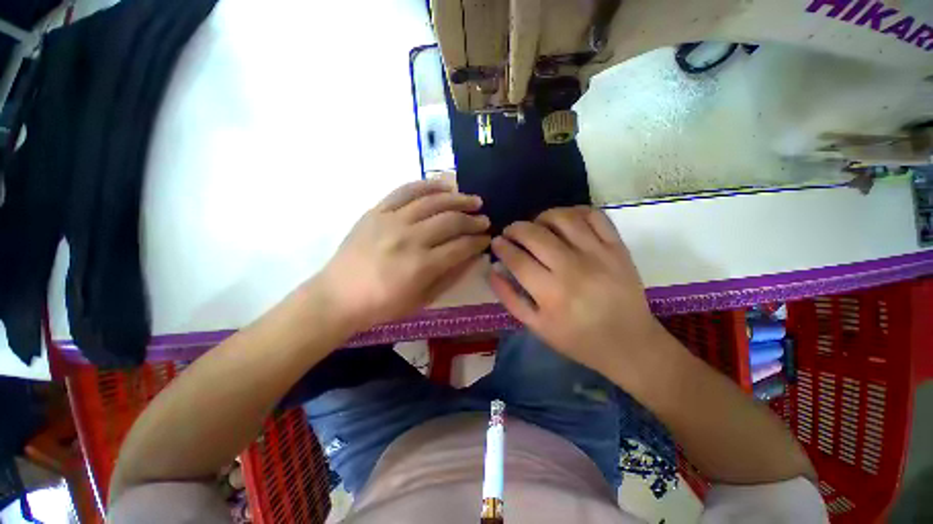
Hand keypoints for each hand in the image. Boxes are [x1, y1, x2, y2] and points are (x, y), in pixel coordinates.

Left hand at [314, 180, 490, 330]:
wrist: (338, 296)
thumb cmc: (382, 305)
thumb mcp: (422, 300)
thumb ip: (450, 276)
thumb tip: (473, 257)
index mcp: (421, 265)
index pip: (461, 246)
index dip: (478, 241)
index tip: (487, 239)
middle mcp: (409, 238)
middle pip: (451, 221)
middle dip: (473, 220)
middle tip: (484, 220)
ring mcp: (391, 221)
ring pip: (433, 202)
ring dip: (458, 199)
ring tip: (472, 200)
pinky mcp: (377, 211)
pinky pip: (405, 191)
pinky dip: (428, 185)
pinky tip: (444, 186)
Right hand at [489, 207, 659, 374]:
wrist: (628, 342)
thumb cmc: (577, 339)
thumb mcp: (536, 326)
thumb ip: (510, 298)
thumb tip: (493, 269)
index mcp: (551, 293)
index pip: (517, 259)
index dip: (501, 247)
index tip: (496, 242)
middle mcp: (573, 268)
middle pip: (535, 235)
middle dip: (515, 228)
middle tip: (510, 232)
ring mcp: (598, 254)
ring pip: (563, 219)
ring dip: (542, 216)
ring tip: (536, 225)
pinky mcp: (617, 247)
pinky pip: (594, 216)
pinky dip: (575, 211)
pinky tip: (565, 220)